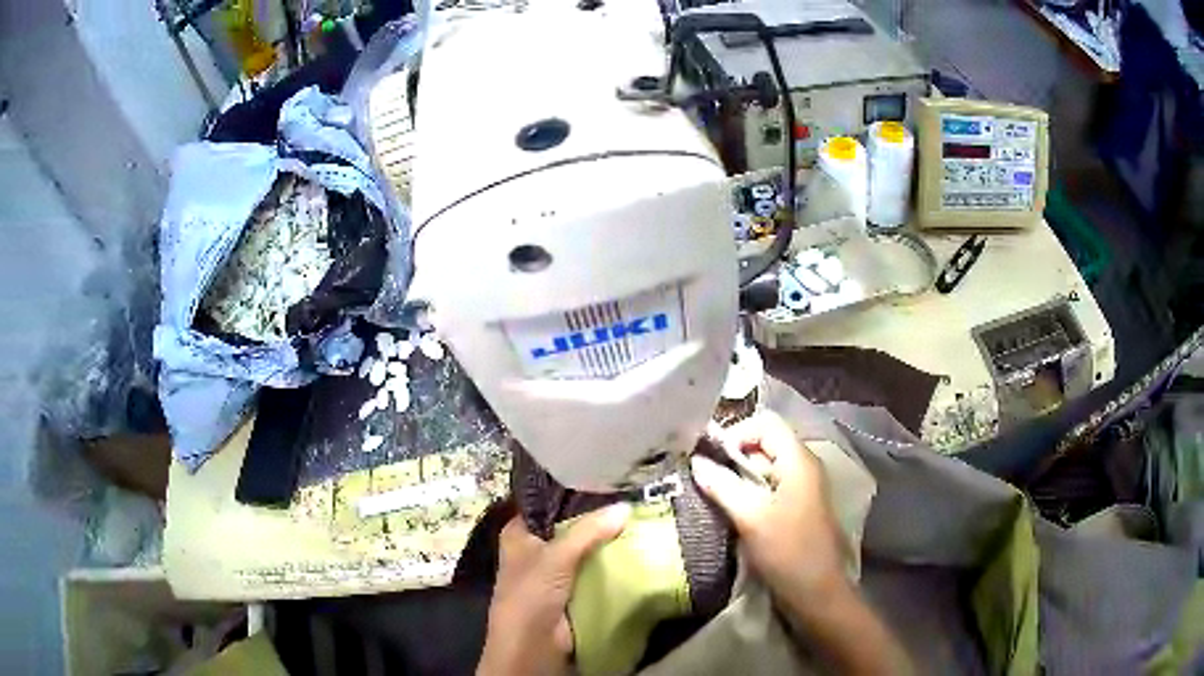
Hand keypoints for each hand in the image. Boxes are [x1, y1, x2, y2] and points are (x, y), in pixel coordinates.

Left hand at [477, 505, 629, 675]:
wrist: (533, 645)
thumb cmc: (531, 593)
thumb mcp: (557, 556)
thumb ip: (589, 530)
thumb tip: (625, 507)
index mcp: (519, 534)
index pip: (547, 505)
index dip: (574, 494)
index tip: (607, 481)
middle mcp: (535, 549)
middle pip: (570, 527)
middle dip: (597, 519)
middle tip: (631, 501)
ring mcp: (555, 572)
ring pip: (585, 550)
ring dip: (607, 543)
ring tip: (641, 520)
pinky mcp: (573, 591)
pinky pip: (595, 571)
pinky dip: (612, 564)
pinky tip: (636, 549)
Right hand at [691, 411, 847, 600]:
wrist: (816, 592)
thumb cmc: (787, 550)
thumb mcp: (750, 516)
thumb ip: (722, 485)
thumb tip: (696, 462)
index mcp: (798, 460)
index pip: (765, 423)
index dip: (736, 433)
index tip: (712, 459)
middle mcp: (803, 466)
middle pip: (765, 443)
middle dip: (734, 456)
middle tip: (708, 478)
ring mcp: (802, 488)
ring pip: (765, 467)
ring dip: (739, 477)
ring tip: (715, 495)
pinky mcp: (797, 508)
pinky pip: (770, 487)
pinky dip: (750, 492)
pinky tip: (733, 510)